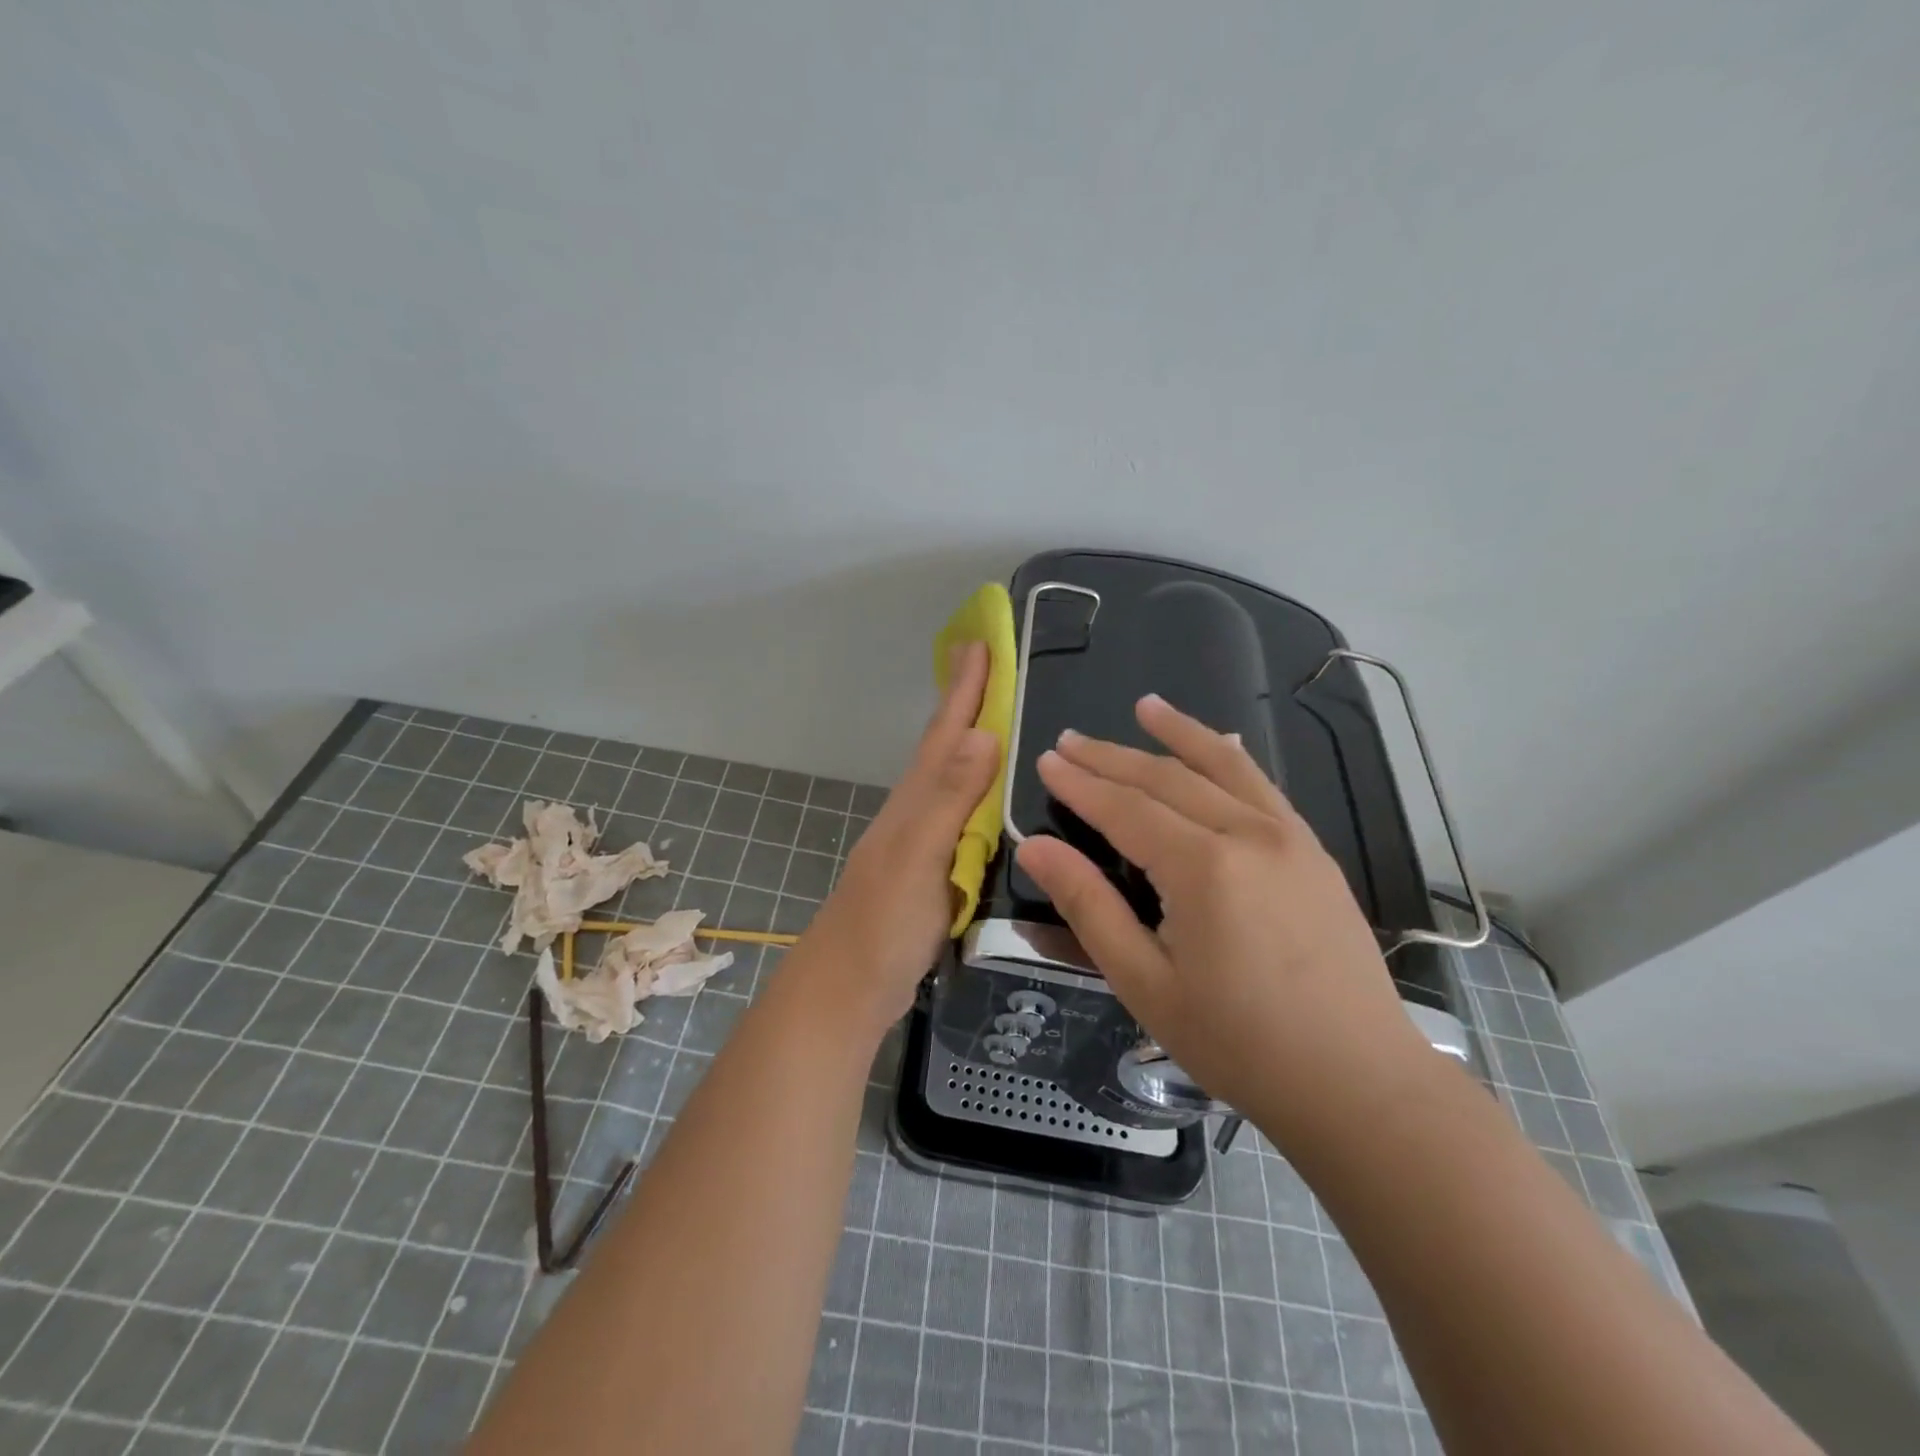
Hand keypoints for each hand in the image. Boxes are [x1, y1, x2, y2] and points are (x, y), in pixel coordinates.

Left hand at [797, 641, 998, 1038]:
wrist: (846, 990)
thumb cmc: (881, 925)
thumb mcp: (918, 858)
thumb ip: (950, 799)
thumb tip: (983, 732)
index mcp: (915, 802)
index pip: (945, 733)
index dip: (964, 688)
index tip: (981, 640)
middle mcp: (915, 812)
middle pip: (944, 746)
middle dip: (966, 701)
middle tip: (989, 661)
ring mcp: (920, 842)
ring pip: (951, 778)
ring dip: (971, 742)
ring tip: (999, 717)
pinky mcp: (930, 871)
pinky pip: (960, 815)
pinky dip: (977, 792)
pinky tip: (991, 799)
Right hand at [1014, 694, 1434, 1139]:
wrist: (1359, 1082)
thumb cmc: (1238, 1042)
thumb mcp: (1144, 982)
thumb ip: (1089, 905)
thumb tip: (1037, 847)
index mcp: (1202, 867)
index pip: (1125, 808)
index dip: (1080, 783)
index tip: (1046, 760)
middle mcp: (1247, 834)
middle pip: (1166, 779)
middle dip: (1112, 756)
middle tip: (1070, 739)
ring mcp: (1289, 838)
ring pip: (1222, 768)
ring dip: (1178, 734)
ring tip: (1145, 706)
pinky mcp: (1314, 852)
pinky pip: (1263, 787)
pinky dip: (1232, 758)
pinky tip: (1220, 743)